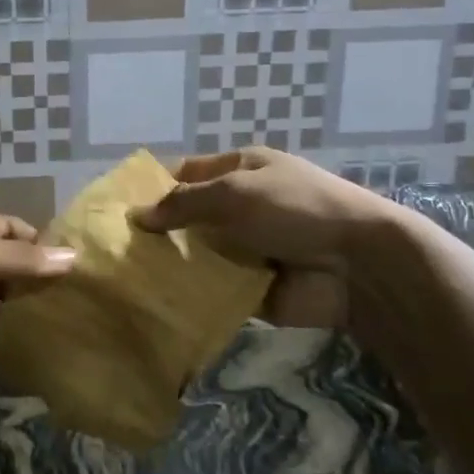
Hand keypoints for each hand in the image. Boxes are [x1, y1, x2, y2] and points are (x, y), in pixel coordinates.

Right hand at [128, 146, 402, 272]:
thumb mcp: (234, 193)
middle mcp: (240, 207)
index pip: (185, 174)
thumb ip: (183, 203)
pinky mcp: (252, 288)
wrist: (359, 265)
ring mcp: (246, 248)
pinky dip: (192, 295)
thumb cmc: (294, 209)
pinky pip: (213, 289)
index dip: (153, 188)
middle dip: (157, 232)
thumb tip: (137, 216)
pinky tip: (156, 303)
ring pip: (196, 255)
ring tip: (125, 280)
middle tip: (113, 251)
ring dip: (171, 265)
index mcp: (240, 170)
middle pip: (188, 217)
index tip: (116, 208)